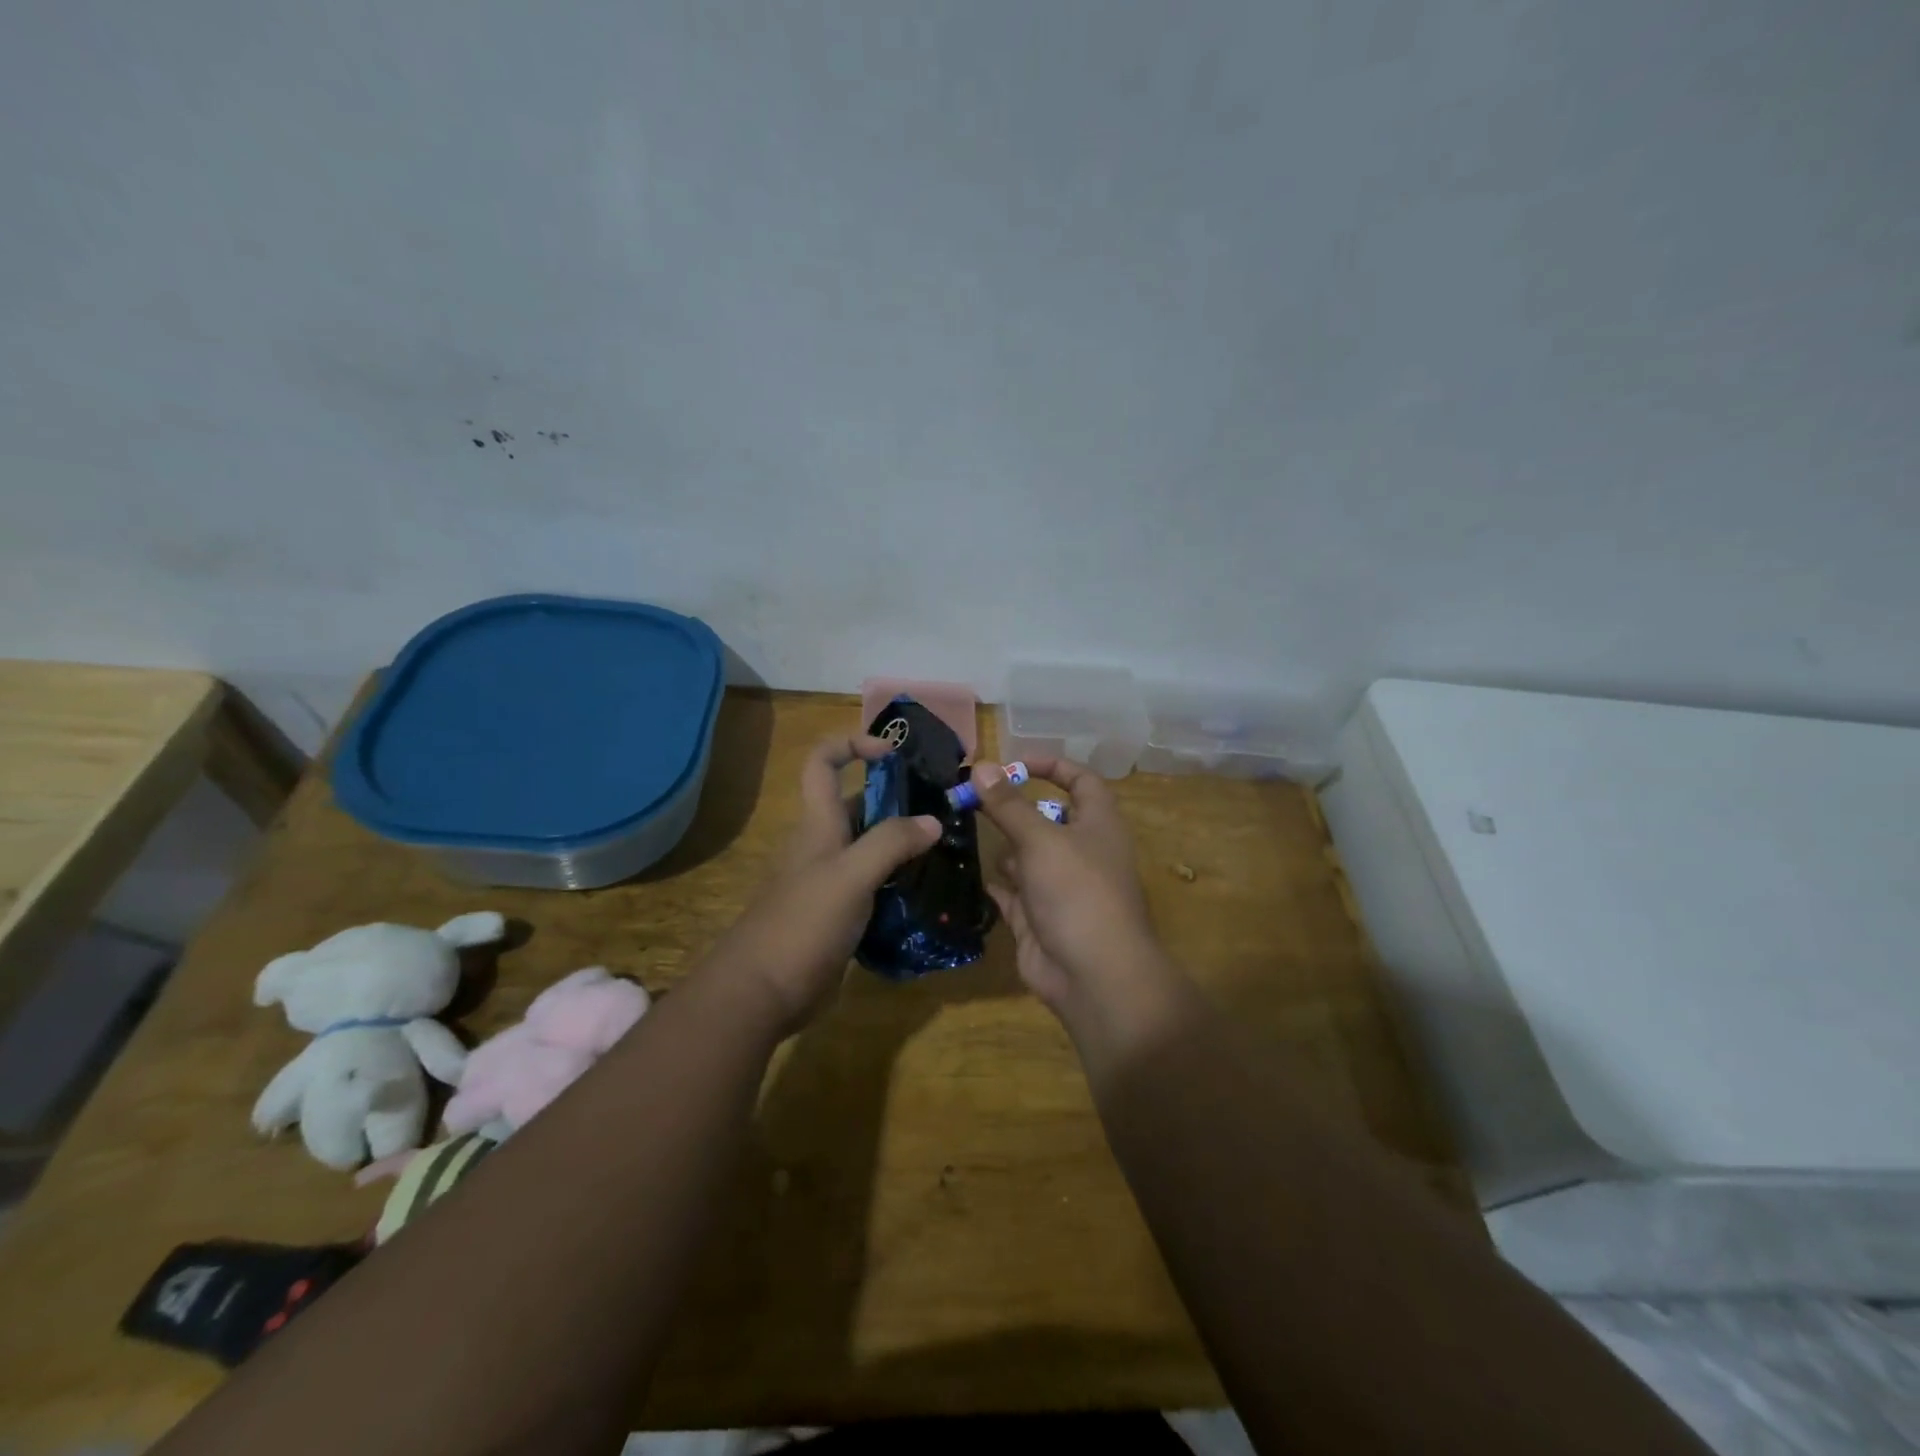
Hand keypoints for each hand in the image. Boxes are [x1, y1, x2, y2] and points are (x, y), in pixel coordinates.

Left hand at [706, 734, 939, 1034]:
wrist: (761, 993)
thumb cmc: (802, 923)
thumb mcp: (851, 875)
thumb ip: (891, 843)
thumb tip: (933, 821)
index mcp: (819, 824)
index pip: (824, 762)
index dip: (853, 744)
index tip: (894, 753)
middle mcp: (824, 845)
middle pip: (858, 805)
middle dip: (897, 800)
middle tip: (944, 811)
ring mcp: (831, 882)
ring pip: (871, 848)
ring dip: (903, 845)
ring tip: (946, 852)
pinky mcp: (839, 915)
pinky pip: (874, 885)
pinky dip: (898, 882)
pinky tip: (927, 894)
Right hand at [975, 758, 1190, 1051]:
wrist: (1093, 976)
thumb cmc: (1077, 893)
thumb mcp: (1041, 840)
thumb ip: (1008, 805)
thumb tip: (980, 765)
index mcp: (1098, 824)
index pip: (1081, 780)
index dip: (1051, 765)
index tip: (1013, 762)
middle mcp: (1081, 851)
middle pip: (1046, 818)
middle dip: (1012, 809)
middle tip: (970, 798)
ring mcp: (1060, 887)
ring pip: (1027, 856)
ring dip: (1002, 846)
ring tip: (962, 831)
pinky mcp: (1039, 918)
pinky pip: (1013, 892)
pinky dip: (996, 883)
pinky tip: (969, 872)